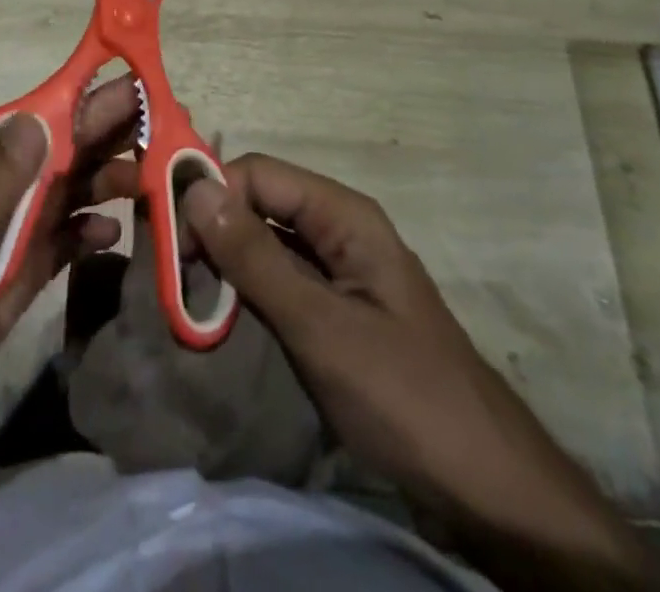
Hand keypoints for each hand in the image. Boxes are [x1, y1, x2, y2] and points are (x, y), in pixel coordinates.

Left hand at [0, 77, 138, 479]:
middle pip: (60, 155)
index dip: (84, 103)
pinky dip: (88, 235)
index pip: (36, 124)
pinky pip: (60, 248)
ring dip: (108, 180)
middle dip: (109, 136)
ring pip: (67, 196)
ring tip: (155, 177)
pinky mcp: (10, 287)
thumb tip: (43, 120)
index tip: (137, 86)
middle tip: (169, 126)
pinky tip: (115, 234)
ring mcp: (3, 242)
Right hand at [151, 154, 659, 591]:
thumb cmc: (404, 396)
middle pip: (260, 201)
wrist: (487, 486)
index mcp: (344, 215)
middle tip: (175, 274)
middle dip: (214, 226)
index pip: (258, 173)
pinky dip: (248, 286)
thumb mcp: (321, 327)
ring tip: (189, 294)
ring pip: (266, 239)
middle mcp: (340, 227)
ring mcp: (340, 267)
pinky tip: (223, 311)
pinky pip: (281, 276)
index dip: (212, 195)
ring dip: (227, 258)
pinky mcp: (337, 305)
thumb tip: (194, 190)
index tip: (172, 243)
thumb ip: (256, 258)